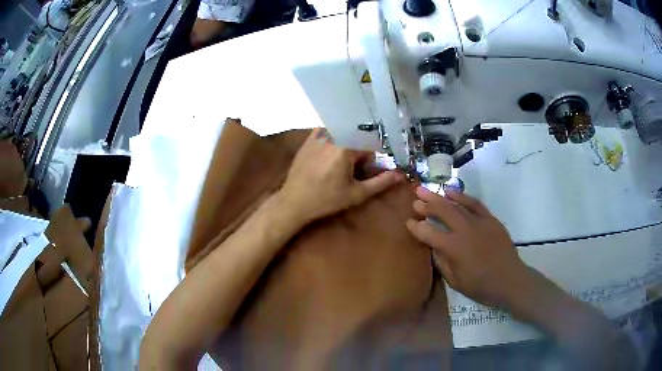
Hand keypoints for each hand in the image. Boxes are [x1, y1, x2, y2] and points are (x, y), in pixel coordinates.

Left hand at [279, 128, 404, 224]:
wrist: (294, 202)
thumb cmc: (326, 200)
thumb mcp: (356, 193)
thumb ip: (381, 182)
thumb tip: (401, 175)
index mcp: (346, 147)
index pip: (370, 143)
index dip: (372, 157)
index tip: (368, 169)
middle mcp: (333, 135)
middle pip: (356, 136)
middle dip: (360, 149)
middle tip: (356, 167)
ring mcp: (318, 135)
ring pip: (342, 132)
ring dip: (347, 142)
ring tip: (342, 162)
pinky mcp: (309, 139)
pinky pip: (327, 131)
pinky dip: (334, 137)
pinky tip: (330, 153)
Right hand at [405, 187, 530, 308]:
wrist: (510, 280)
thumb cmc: (481, 286)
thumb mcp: (455, 281)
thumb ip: (441, 262)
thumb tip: (431, 247)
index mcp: (454, 248)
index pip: (429, 233)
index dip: (416, 227)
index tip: (408, 222)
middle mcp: (464, 230)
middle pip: (442, 211)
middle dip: (426, 204)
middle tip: (414, 198)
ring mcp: (479, 222)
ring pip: (456, 205)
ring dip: (440, 197)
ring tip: (426, 190)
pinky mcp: (490, 219)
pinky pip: (474, 203)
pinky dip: (462, 196)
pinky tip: (451, 192)